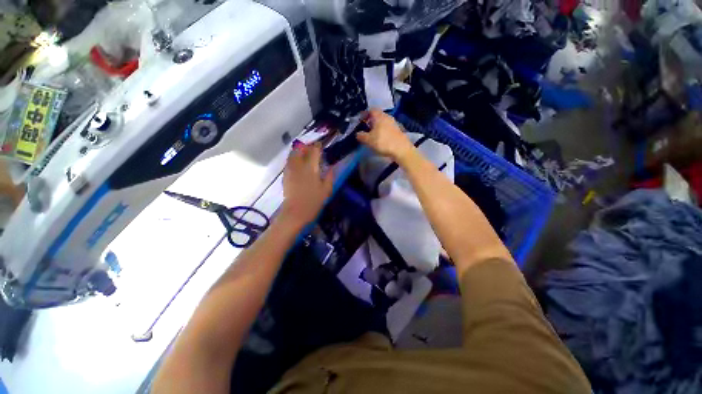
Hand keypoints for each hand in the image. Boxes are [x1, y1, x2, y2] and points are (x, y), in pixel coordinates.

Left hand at [280, 143, 332, 227]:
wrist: (295, 213)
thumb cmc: (313, 202)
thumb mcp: (326, 190)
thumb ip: (329, 177)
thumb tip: (331, 167)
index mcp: (311, 168)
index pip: (314, 151)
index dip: (318, 146)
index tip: (321, 145)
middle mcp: (299, 166)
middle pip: (301, 149)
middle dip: (307, 146)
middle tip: (313, 148)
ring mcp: (290, 170)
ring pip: (293, 154)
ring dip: (299, 151)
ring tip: (305, 153)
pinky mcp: (285, 176)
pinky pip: (289, 162)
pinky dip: (294, 159)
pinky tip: (298, 164)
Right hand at [356, 109, 414, 162]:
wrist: (401, 149)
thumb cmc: (383, 142)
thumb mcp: (368, 140)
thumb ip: (361, 136)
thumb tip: (358, 134)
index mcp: (379, 116)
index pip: (371, 110)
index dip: (365, 114)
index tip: (360, 121)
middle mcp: (387, 117)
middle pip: (377, 116)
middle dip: (371, 121)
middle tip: (365, 128)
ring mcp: (394, 123)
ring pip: (383, 122)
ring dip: (377, 127)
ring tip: (372, 135)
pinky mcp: (398, 131)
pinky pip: (387, 128)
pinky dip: (383, 131)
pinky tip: (381, 139)